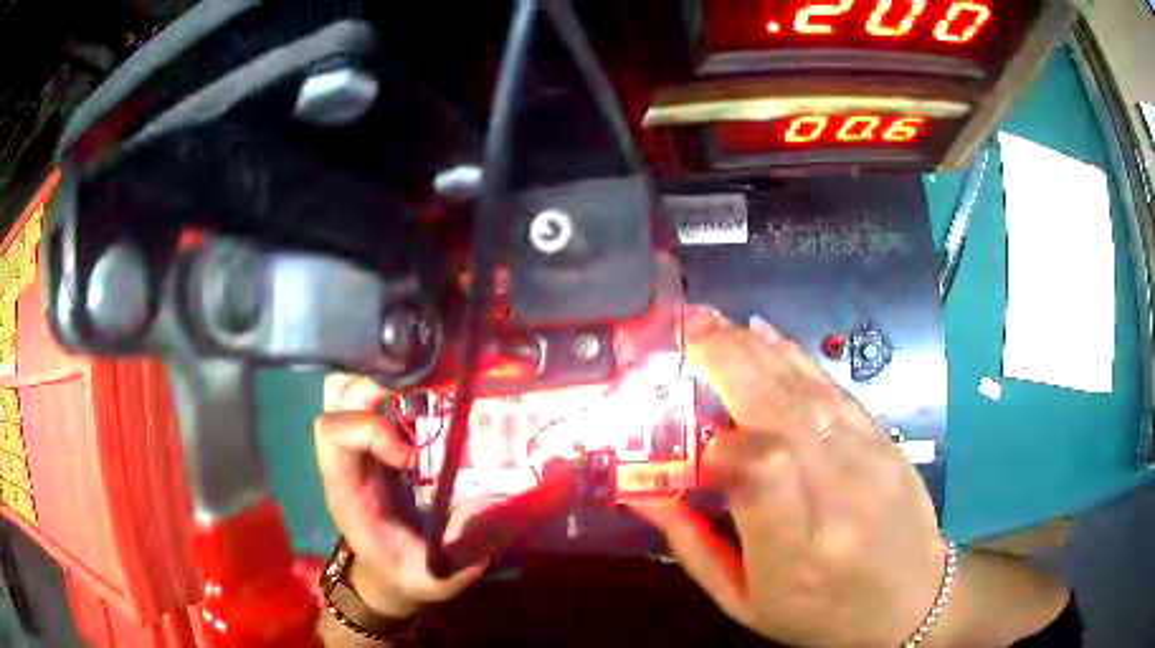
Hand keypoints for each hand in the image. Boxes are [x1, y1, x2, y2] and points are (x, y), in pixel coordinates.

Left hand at [314, 375, 485, 618]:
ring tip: (424, 381)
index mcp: (346, 488)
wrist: (390, 576)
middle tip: (424, 390)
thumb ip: (456, 549)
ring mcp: (357, 446)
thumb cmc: (406, 574)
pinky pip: (369, 397)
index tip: (411, 455)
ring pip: (345, 387)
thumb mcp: (434, 576)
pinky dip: (391, 383)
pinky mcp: (375, 442)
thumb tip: (486, 503)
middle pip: (335, 397)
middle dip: (375, 383)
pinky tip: (427, 388)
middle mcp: (344, 458)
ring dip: (378, 376)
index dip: (369, 429)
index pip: (332, 434)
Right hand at [633, 308, 1068, 646]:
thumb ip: (693, 548)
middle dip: (729, 362)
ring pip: (808, 392)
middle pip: (784, 413)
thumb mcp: (746, 603)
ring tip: (713, 321)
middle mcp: (839, 498)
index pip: (763, 473)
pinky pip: (835, 390)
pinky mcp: (885, 440)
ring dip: (756, 350)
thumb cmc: (822, 614)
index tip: (695, 446)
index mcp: (796, 555)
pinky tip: (764, 336)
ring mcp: (870, 461)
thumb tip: (647, 495)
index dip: (722, 444)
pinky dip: (795, 358)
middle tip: (687, 328)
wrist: (913, 602)